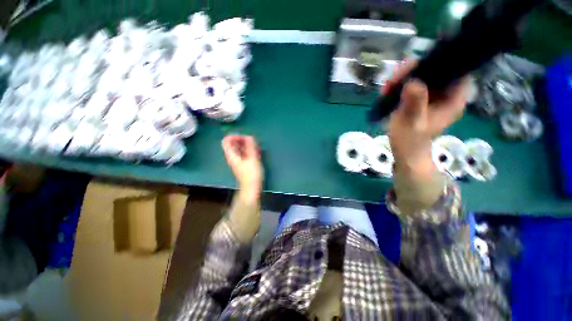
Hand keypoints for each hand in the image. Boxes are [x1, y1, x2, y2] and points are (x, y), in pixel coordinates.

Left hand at [222, 135, 262, 199]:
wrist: (251, 187)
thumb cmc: (251, 174)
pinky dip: (247, 150)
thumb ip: (250, 147)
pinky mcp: (242, 164)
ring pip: (238, 148)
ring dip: (245, 144)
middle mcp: (232, 157)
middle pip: (232, 144)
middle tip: (251, 140)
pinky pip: (242, 153)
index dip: (234, 136)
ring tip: (254, 144)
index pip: (226, 141)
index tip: (243, 136)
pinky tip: (254, 151)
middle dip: (241, 139)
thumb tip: (249, 136)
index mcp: (232, 155)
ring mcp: (237, 161)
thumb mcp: (252, 159)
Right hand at [386, 61, 468, 174]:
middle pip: (435, 69)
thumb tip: (412, 82)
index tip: (414, 67)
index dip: (438, 62)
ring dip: (403, 78)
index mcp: (453, 99)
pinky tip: (388, 91)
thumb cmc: (411, 142)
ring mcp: (433, 95)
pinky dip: (400, 85)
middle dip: (413, 70)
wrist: (406, 152)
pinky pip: (413, 84)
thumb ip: (414, 105)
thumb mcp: (412, 124)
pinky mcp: (421, 98)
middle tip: (393, 80)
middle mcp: (446, 93)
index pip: (454, 69)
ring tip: (387, 87)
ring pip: (422, 75)